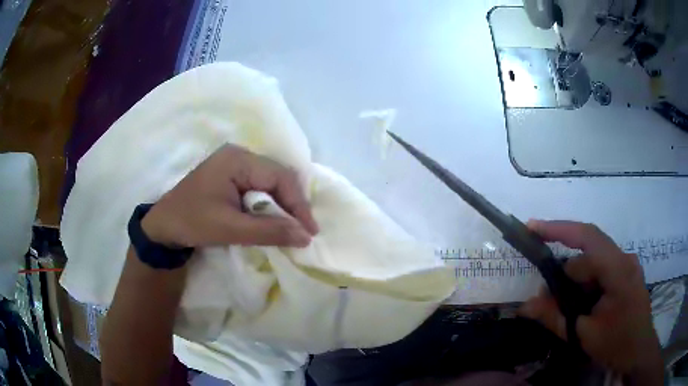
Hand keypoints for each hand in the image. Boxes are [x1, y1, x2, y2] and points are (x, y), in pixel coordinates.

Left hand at [141, 144, 318, 247]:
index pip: (279, 176)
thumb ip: (269, 231)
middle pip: (278, 175)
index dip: (299, 204)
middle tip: (304, 231)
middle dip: (293, 203)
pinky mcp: (232, 174)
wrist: (163, 225)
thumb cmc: (192, 222)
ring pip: (271, 181)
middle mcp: (239, 155)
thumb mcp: (230, 229)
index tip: (310, 231)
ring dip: (284, 204)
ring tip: (294, 227)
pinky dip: (271, 203)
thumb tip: (305, 237)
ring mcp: (235, 163)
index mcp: (237, 159)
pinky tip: (275, 218)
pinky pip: (260, 186)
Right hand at [520, 220, 662, 383]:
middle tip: (545, 297)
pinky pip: (602, 270)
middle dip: (565, 273)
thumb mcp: (584, 335)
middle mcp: (624, 258)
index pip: (587, 237)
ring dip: (576, 281)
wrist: (639, 352)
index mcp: (618, 268)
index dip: (558, 229)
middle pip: (589, 252)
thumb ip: (555, 317)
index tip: (532, 227)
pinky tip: (582, 305)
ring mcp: (627, 265)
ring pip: (595, 263)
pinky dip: (587, 284)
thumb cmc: (617, 344)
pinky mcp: (627, 274)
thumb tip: (525, 306)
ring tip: (564, 308)